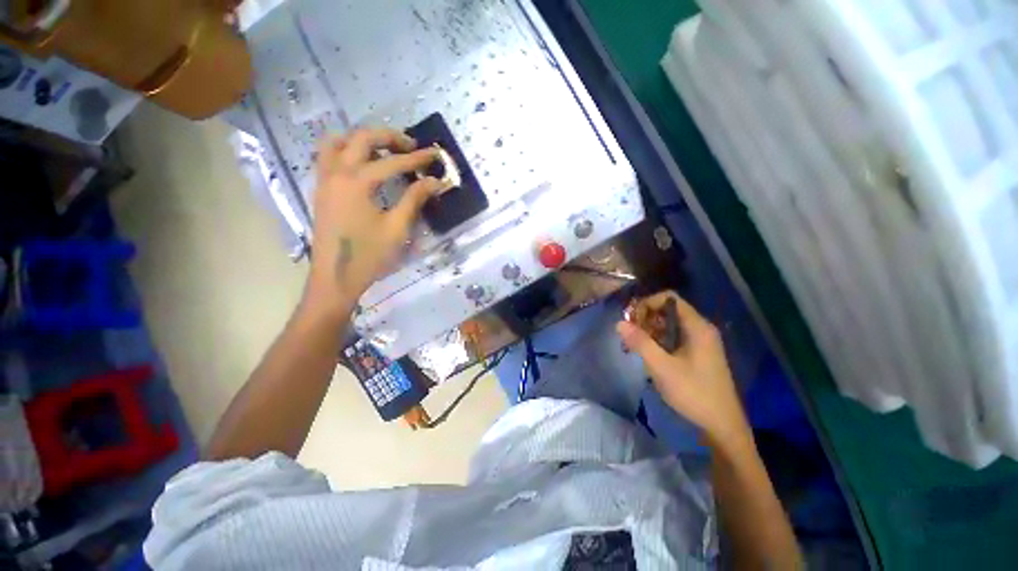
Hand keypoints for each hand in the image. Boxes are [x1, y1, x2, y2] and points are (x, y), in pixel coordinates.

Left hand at [304, 128, 442, 314]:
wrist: (336, 278)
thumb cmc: (370, 255)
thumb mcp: (398, 228)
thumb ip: (414, 199)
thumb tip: (434, 181)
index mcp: (357, 182)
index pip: (393, 162)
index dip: (417, 159)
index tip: (436, 155)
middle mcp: (337, 173)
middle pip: (362, 138)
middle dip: (389, 137)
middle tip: (411, 146)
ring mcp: (324, 180)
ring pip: (338, 142)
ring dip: (362, 139)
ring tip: (383, 149)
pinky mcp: (321, 190)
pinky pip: (327, 157)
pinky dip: (346, 150)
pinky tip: (361, 164)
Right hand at [616, 291, 750, 448]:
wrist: (721, 425)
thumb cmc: (693, 393)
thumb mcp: (662, 367)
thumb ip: (640, 342)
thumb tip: (619, 323)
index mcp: (697, 326)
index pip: (668, 298)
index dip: (647, 303)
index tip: (631, 320)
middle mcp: (700, 329)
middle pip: (667, 310)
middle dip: (645, 318)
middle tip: (630, 335)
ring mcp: (700, 342)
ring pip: (669, 324)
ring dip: (649, 330)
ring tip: (634, 346)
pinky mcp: (697, 353)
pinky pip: (673, 337)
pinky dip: (658, 340)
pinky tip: (648, 354)